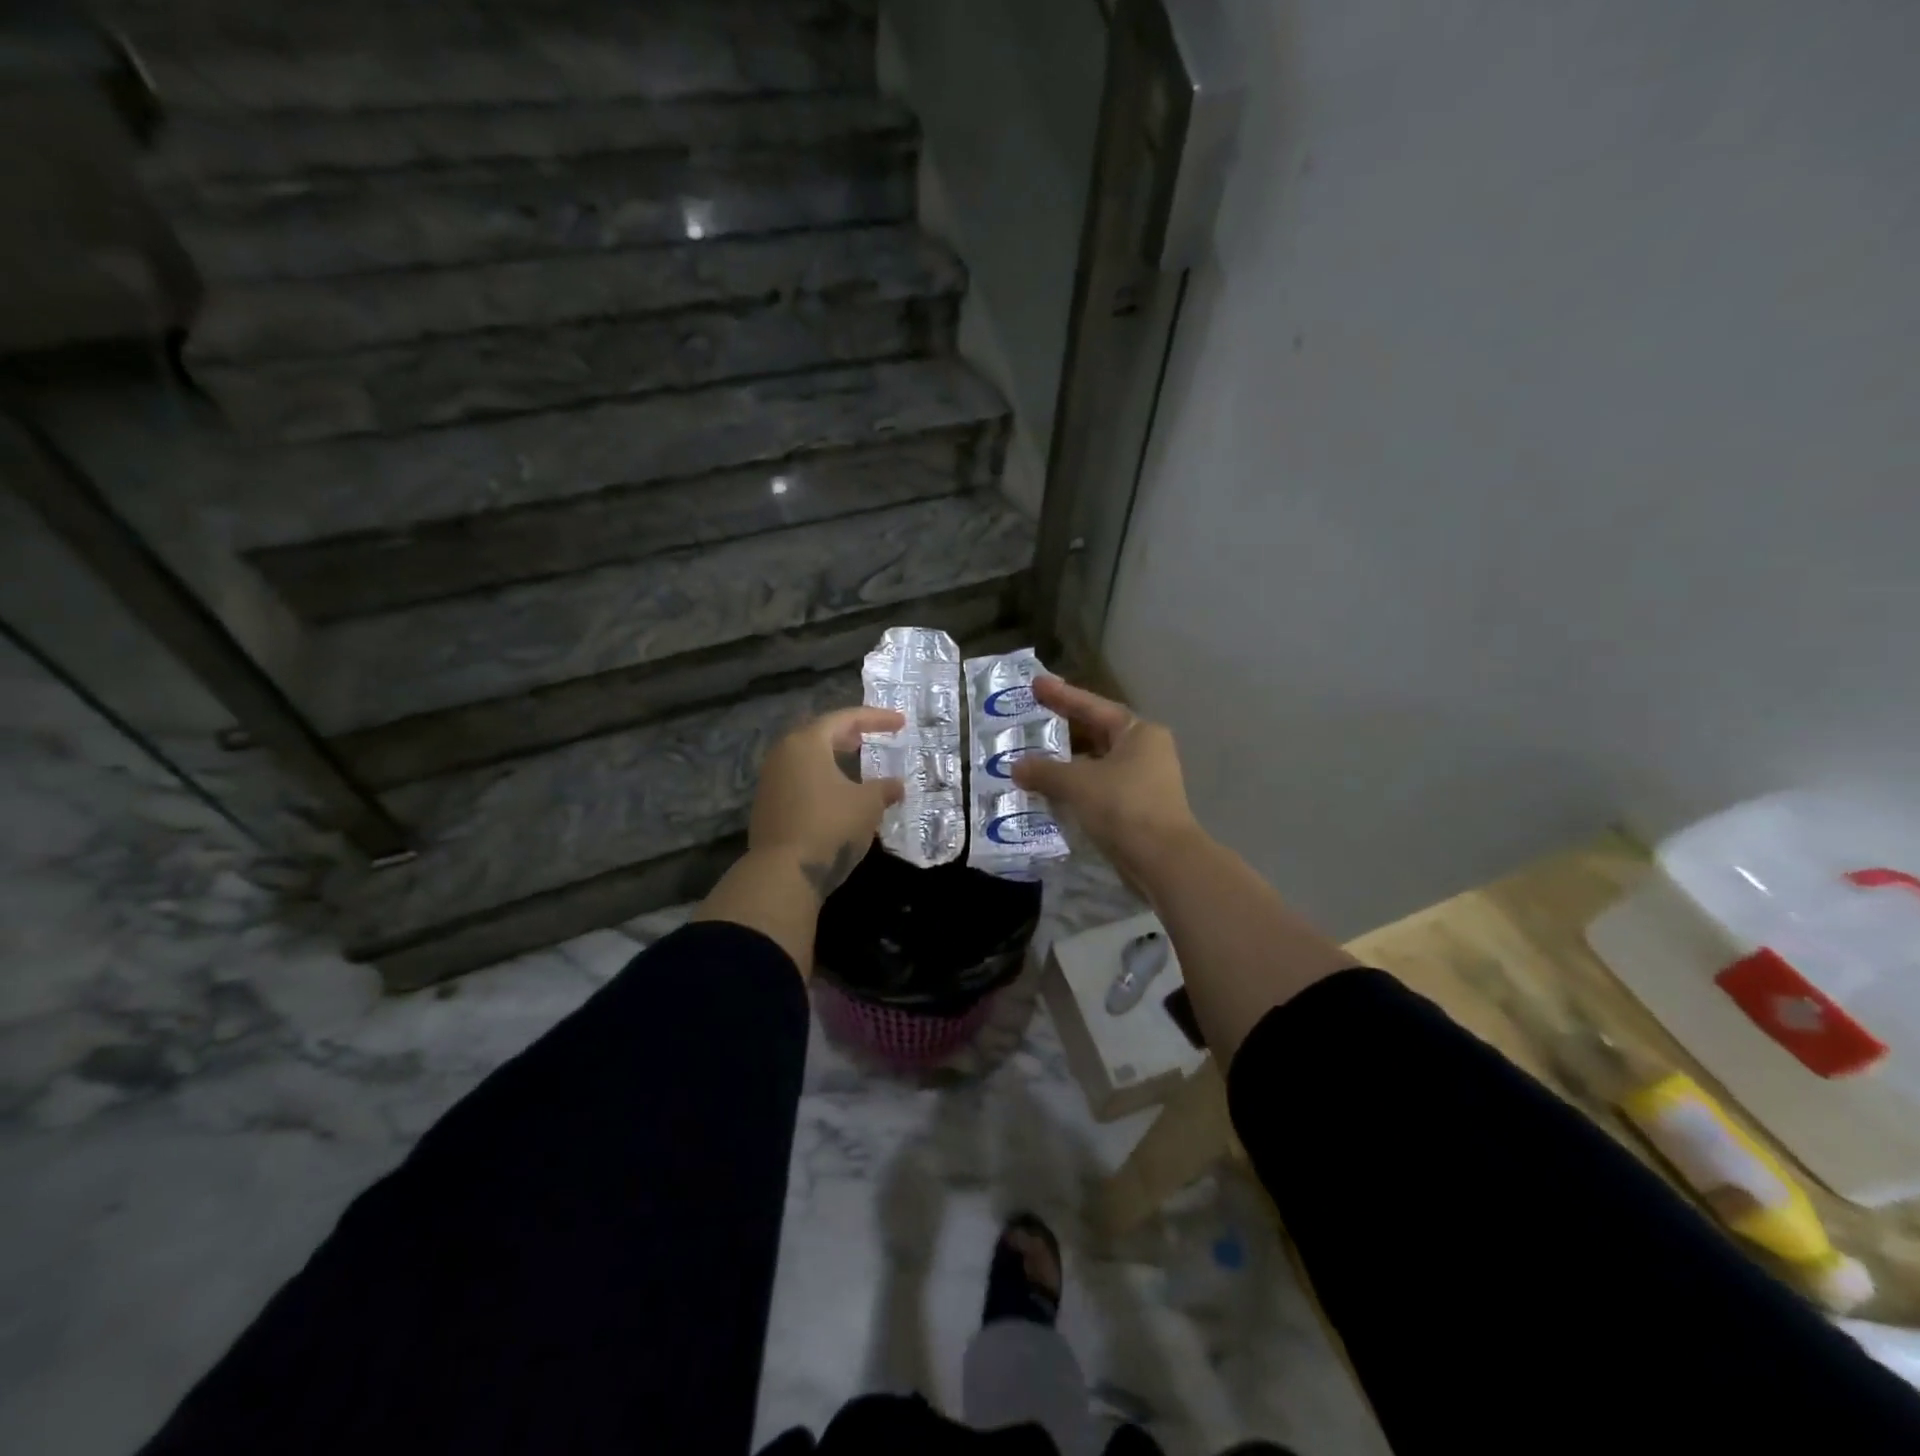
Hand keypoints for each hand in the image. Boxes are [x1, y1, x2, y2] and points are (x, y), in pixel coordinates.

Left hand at [749, 706, 905, 899]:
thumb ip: (884, 788)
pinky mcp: (767, 805)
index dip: (876, 718)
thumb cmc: (830, 826)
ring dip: (833, 757)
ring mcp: (770, 780)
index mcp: (807, 743)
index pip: (845, 719)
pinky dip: (821, 777)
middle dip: (849, 734)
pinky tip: (837, 792)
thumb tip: (896, 785)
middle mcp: (783, 754)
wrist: (783, 873)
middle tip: (872, 736)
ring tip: (856, 763)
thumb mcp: (868, 805)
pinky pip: (799, 779)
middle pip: (820, 734)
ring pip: (807, 758)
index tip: (901, 722)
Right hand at [1010, 677, 1202, 884]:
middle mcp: (1145, 750)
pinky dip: (1075, 785)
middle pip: (1097, 732)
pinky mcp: (1137, 807)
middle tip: (1030, 720)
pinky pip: (1099, 786)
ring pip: (1097, 762)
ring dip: (1066, 762)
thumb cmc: (1123, 806)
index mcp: (1138, 732)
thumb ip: (1044, 770)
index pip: (1093, 706)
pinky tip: (1050, 789)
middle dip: (1063, 729)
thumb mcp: (1077, 783)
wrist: (1162, 860)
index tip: (1035, 684)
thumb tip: (1015, 767)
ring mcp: (1144, 780)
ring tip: (1033, 758)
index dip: (1062, 695)